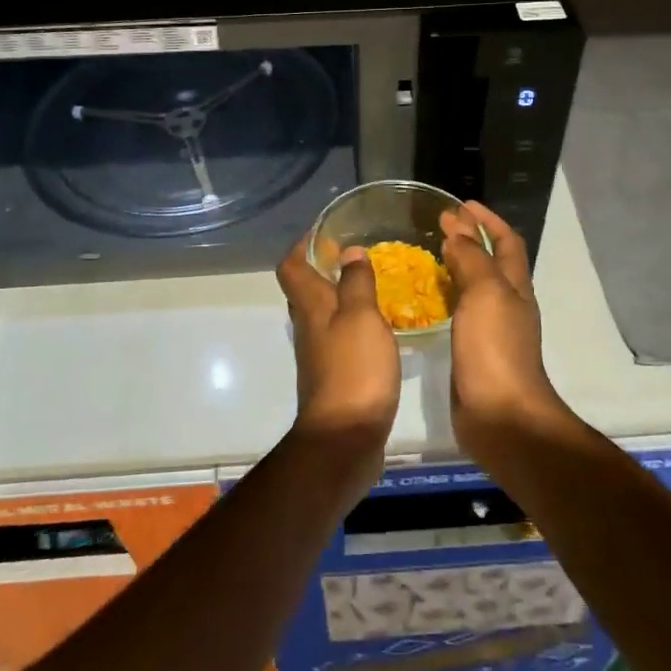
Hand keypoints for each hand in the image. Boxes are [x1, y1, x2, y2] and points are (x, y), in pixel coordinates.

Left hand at [276, 237, 400, 486]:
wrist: (345, 439)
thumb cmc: (354, 369)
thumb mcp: (362, 317)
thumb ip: (357, 282)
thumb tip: (349, 250)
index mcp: (311, 307)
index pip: (291, 266)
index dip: (301, 245)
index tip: (324, 231)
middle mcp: (309, 327)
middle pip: (304, 290)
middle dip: (323, 269)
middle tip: (354, 256)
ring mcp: (319, 355)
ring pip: (323, 315)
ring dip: (341, 298)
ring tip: (373, 286)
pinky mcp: (335, 377)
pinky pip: (339, 340)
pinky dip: (354, 326)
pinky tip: (379, 329)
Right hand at [439, 202, 574, 459]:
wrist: (500, 416)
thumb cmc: (495, 349)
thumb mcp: (485, 293)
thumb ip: (472, 258)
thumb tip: (458, 229)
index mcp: (515, 287)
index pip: (506, 242)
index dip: (487, 220)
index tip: (461, 204)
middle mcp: (507, 304)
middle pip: (492, 262)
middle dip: (470, 239)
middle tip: (438, 226)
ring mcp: (491, 330)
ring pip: (475, 287)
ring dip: (456, 266)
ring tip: (427, 255)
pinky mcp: (473, 352)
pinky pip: (460, 313)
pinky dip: (446, 297)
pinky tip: (424, 299)